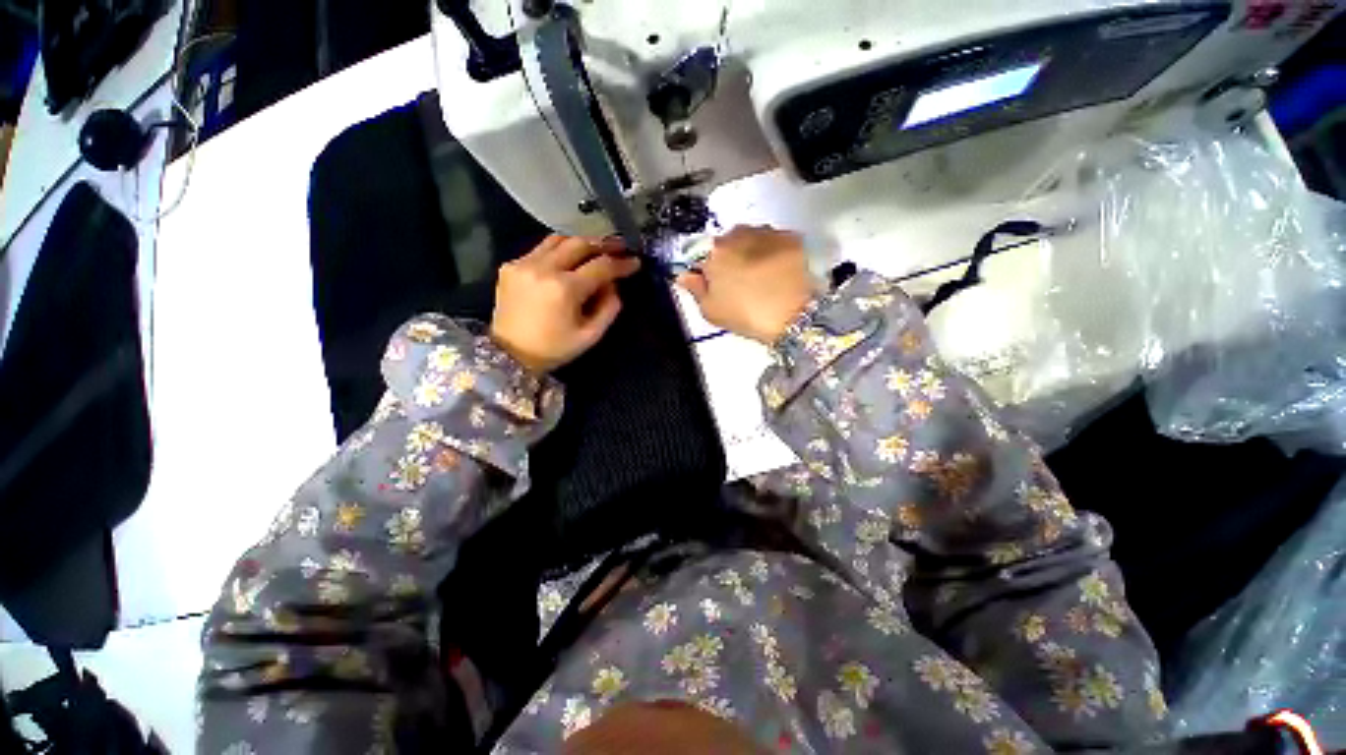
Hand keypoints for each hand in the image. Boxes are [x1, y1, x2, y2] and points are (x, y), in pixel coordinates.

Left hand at [490, 235, 640, 373]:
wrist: (509, 354)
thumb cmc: (554, 348)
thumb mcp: (590, 336)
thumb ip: (609, 308)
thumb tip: (614, 285)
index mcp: (564, 289)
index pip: (600, 266)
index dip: (621, 263)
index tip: (635, 262)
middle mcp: (543, 268)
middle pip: (579, 243)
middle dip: (603, 244)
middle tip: (619, 246)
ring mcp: (523, 264)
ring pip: (558, 239)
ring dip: (580, 242)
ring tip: (595, 249)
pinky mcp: (510, 265)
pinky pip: (540, 249)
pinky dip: (558, 251)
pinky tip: (567, 261)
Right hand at [676, 225, 817, 343]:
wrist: (795, 315)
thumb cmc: (747, 315)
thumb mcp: (711, 311)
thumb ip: (694, 289)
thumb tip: (684, 275)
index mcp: (714, 251)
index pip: (699, 253)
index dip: (703, 268)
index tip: (711, 283)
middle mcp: (739, 233)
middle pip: (726, 243)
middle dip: (729, 259)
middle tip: (739, 284)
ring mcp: (767, 232)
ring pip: (752, 239)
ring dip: (752, 253)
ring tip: (762, 279)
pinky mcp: (791, 236)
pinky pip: (774, 241)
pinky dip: (774, 253)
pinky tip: (778, 273)